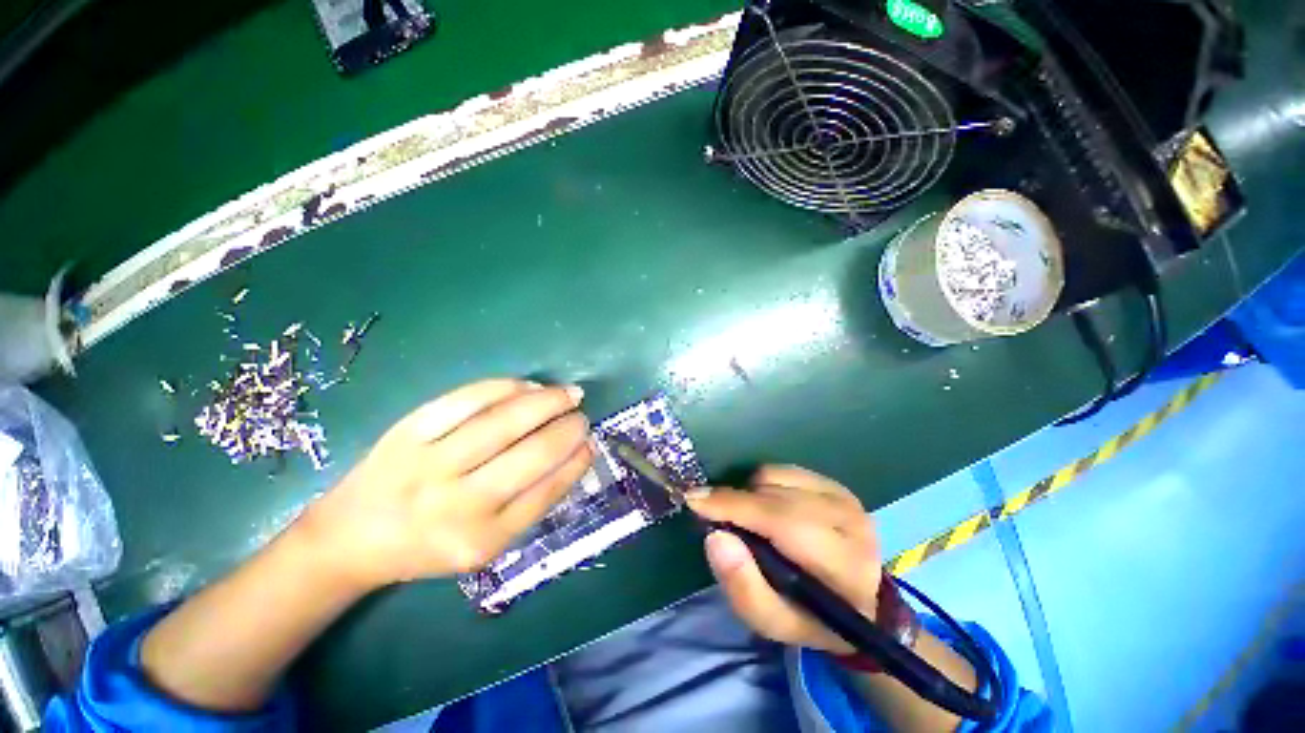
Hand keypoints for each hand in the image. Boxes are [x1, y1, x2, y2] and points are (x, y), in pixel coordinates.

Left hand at [299, 379, 592, 590]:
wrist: (350, 537)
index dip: (575, 461)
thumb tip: (574, 454)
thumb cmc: (428, 544)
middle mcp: (456, 504)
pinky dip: (505, 387)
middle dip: (567, 428)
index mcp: (480, 540)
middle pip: (531, 453)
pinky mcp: (408, 431)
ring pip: (504, 420)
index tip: (592, 442)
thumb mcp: (485, 543)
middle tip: (582, 415)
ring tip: (568, 394)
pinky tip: (528, 385)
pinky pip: (467, 399)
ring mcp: (429, 463)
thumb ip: (531, 502)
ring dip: (547, 401)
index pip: (546, 491)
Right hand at [687, 466, 880, 654]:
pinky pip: (782, 469)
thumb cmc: (811, 616)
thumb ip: (742, 587)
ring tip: (750, 520)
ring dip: (751, 494)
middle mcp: (850, 523)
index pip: (783, 522)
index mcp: (844, 566)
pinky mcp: (835, 484)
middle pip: (776, 496)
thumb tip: (715, 536)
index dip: (735, 507)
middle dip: (735, 501)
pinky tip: (766, 506)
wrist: (860, 600)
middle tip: (711, 514)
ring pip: (776, 477)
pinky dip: (763, 484)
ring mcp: (844, 497)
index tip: (695, 500)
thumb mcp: (774, 622)